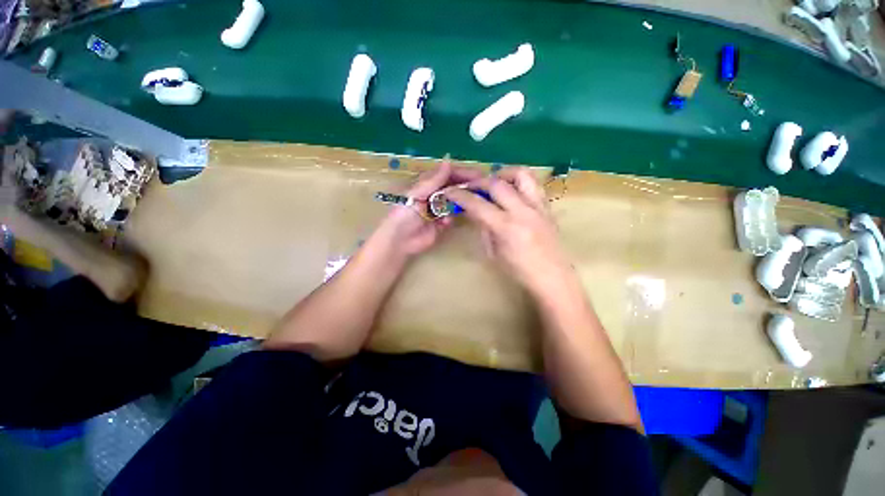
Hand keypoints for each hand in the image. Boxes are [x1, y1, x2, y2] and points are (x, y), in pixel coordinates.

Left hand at [377, 158, 482, 256]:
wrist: (400, 240)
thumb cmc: (405, 214)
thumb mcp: (418, 194)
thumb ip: (434, 180)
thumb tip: (448, 160)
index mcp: (427, 185)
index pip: (447, 174)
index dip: (462, 173)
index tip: (478, 175)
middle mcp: (434, 195)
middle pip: (453, 187)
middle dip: (466, 187)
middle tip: (482, 188)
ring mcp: (438, 210)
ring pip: (454, 203)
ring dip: (460, 203)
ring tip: (471, 203)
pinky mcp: (441, 224)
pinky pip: (451, 218)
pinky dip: (450, 219)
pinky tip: (445, 222)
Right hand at [444, 168, 574, 295]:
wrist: (552, 277)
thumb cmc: (518, 271)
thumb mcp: (493, 252)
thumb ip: (483, 228)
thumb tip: (474, 211)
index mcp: (505, 227)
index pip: (477, 204)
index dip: (460, 195)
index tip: (449, 192)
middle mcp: (522, 211)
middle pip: (496, 183)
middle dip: (478, 182)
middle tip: (470, 188)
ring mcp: (538, 206)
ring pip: (521, 174)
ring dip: (503, 174)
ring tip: (494, 182)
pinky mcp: (548, 206)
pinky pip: (534, 184)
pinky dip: (519, 181)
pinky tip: (512, 190)